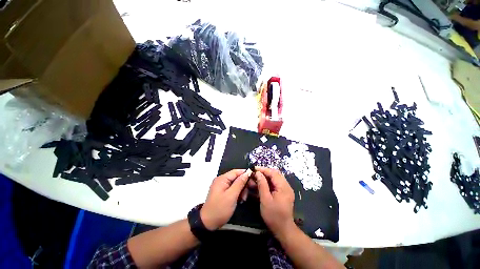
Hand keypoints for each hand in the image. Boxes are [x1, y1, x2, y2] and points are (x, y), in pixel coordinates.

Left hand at [200, 169, 251, 229]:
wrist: (208, 223)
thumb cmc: (220, 209)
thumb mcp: (231, 196)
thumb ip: (240, 183)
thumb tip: (247, 173)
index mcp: (222, 179)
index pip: (236, 171)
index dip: (245, 174)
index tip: (254, 180)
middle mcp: (222, 180)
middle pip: (236, 178)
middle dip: (243, 185)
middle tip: (247, 194)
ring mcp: (222, 186)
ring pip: (236, 184)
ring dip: (241, 190)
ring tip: (243, 199)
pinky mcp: (223, 192)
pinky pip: (233, 189)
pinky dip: (237, 194)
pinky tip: (239, 200)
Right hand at [254, 167, 295, 236]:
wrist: (283, 229)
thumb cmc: (273, 216)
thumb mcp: (265, 200)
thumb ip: (262, 185)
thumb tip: (258, 173)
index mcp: (283, 187)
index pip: (273, 173)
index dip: (263, 170)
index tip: (254, 169)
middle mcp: (286, 186)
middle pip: (275, 174)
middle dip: (264, 172)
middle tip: (255, 173)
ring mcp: (286, 189)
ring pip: (275, 178)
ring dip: (266, 177)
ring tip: (256, 178)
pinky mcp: (284, 193)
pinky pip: (276, 183)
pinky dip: (268, 182)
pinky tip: (261, 184)